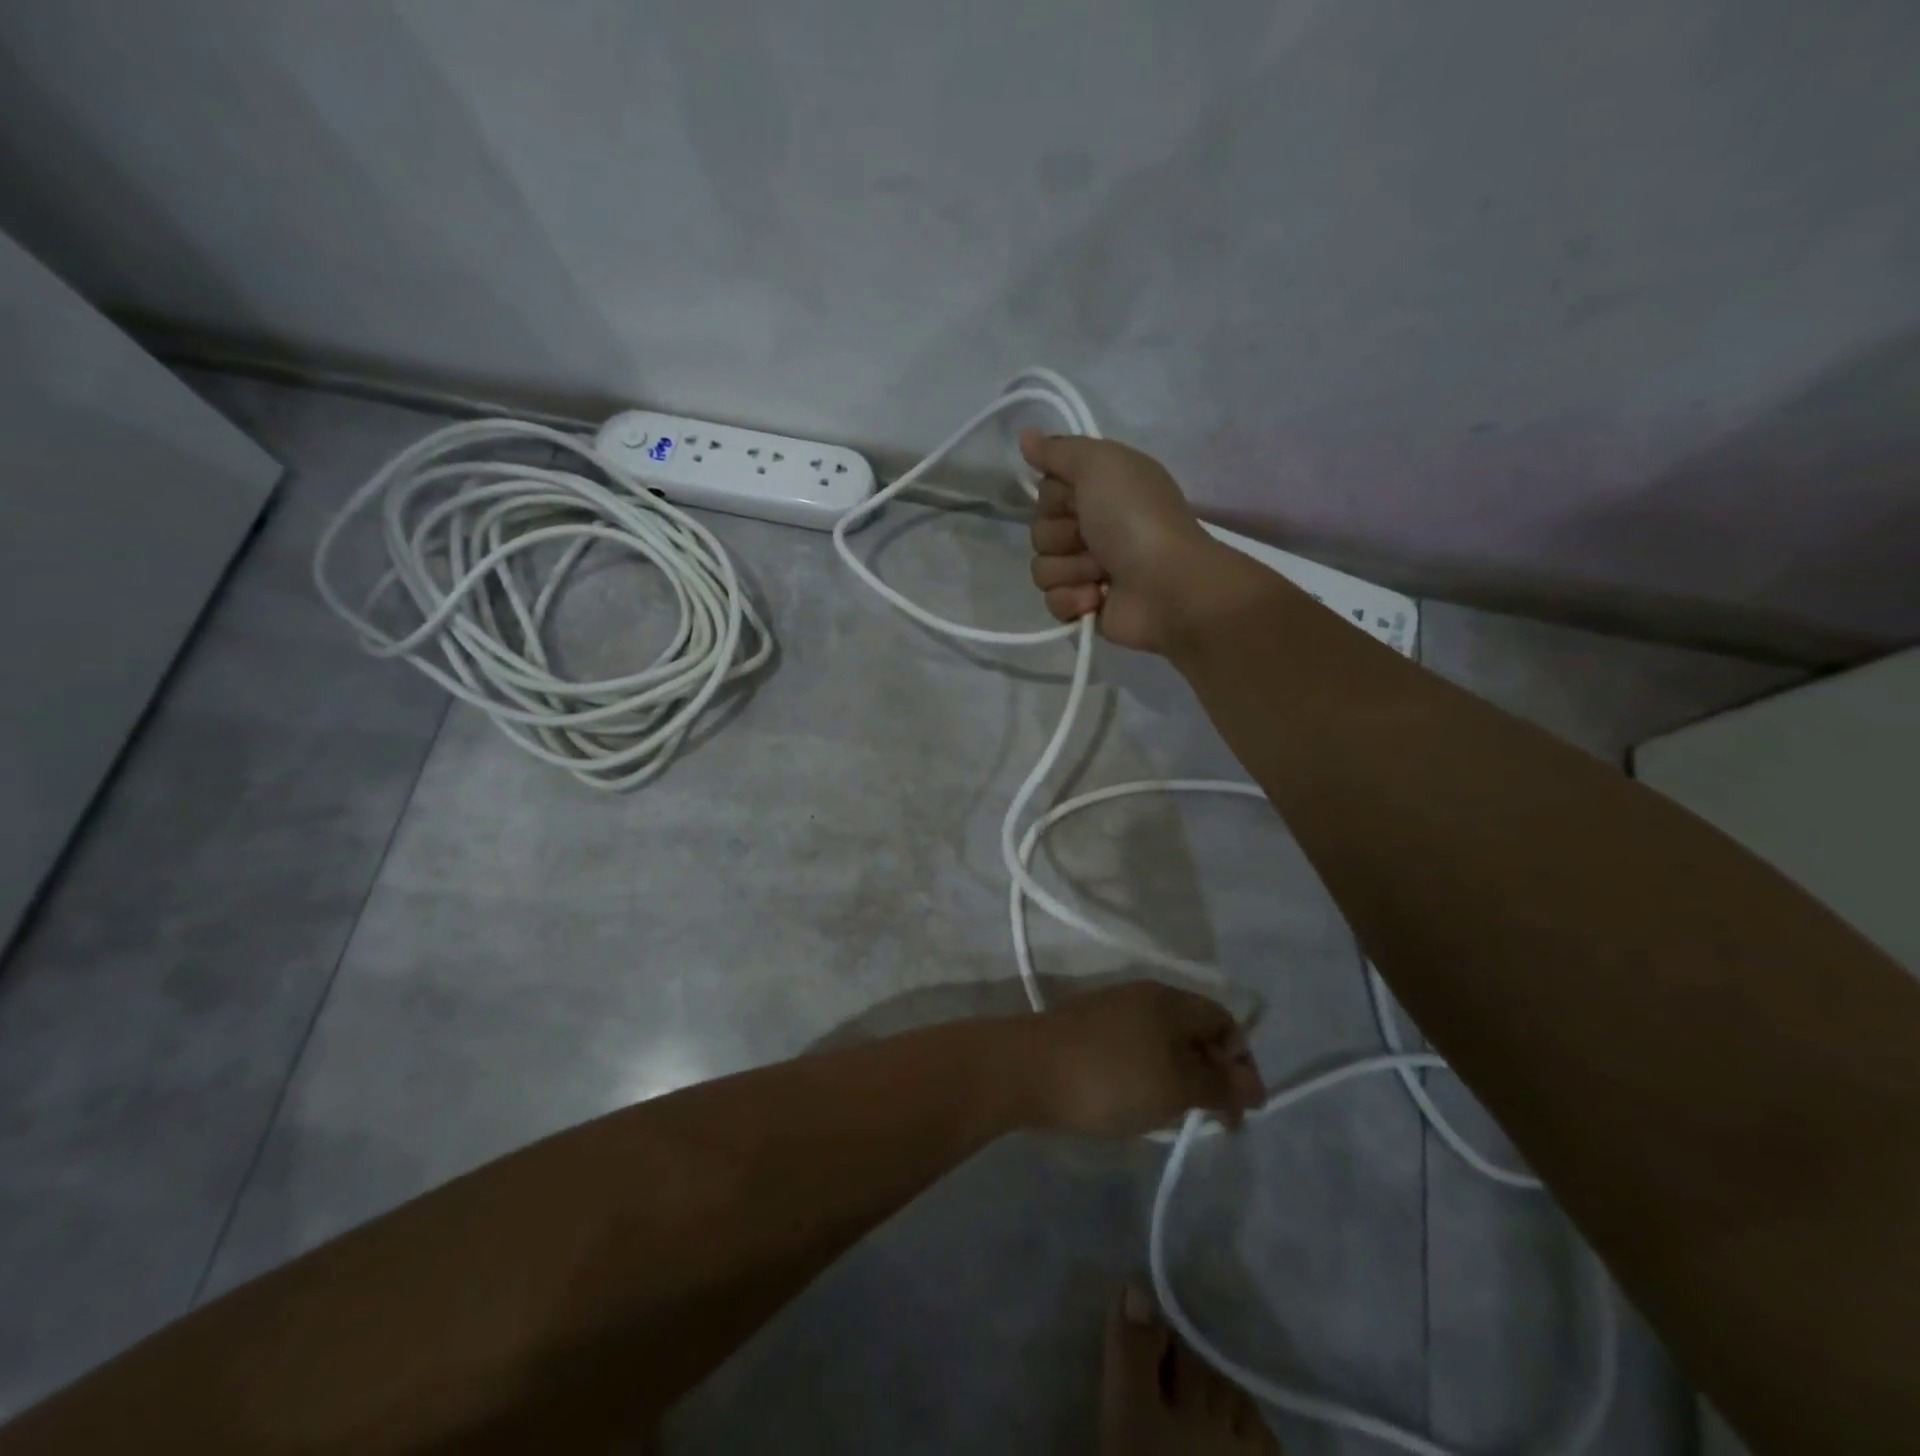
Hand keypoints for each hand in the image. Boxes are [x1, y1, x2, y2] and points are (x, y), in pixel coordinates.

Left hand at [1019, 982, 1266, 1136]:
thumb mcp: (1175, 1085)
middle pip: (1195, 1031)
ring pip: (1165, 1044)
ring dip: (1183, 1079)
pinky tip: (1143, 1106)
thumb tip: (1250, 1085)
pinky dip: (1152, 1077)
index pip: (1224, 1020)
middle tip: (1216, 1121)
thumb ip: (1217, 1084)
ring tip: (1180, 1118)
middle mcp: (1143, 997)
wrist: (1026, 1069)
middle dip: (1214, 1074)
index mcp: (1169, 1000)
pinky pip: (1137, 1052)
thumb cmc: (1110, 1076)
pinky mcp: (1089, 1033)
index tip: (1243, 1108)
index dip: (1242, 1062)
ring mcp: (1112, 1012)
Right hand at [1021, 430, 1239, 655]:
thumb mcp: (1100, 464)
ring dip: (1070, 570)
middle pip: (1039, 531)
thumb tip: (1025, 435)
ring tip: (1102, 573)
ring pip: (1042, 568)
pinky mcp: (1085, 607)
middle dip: (1061, 537)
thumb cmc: (1136, 519)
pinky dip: (1072, 600)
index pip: (1046, 491)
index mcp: (1100, 490)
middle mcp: (1093, 527)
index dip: (1055, 497)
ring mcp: (1088, 571)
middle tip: (1093, 539)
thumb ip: (1059, 449)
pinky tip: (1097, 598)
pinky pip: (1052, 601)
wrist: (1167, 585)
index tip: (1078, 499)